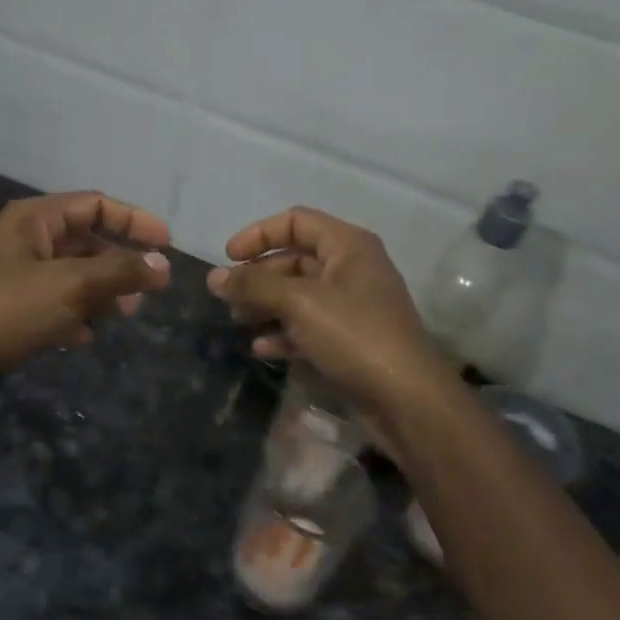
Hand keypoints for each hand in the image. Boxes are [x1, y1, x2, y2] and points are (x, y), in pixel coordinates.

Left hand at [0, 190, 171, 376]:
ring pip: (71, 275)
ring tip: (126, 314)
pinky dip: (74, 315)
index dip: (133, 220)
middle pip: (85, 241)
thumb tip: (163, 265)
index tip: (167, 244)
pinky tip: (85, 337)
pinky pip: (54, 304)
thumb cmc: (7, 310)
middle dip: (119, 262)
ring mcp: (15, 277)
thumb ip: (120, 273)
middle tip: (149, 287)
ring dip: (101, 291)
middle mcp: (24, 241)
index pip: (94, 205)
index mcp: (34, 219)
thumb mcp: (71, 286)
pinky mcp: (9, 312)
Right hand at [207, 206, 450, 424]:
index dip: (259, 234)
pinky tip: (262, 348)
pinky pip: (309, 326)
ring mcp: (352, 306)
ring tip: (238, 321)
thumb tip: (213, 277)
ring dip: (266, 304)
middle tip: (228, 297)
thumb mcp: (299, 302)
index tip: (228, 258)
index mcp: (348, 246)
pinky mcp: (350, 340)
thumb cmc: (353, 335)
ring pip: (299, 294)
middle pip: (295, 259)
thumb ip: (254, 285)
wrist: (406, 399)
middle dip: (258, 276)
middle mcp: (352, 269)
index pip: (296, 221)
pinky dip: (284, 332)